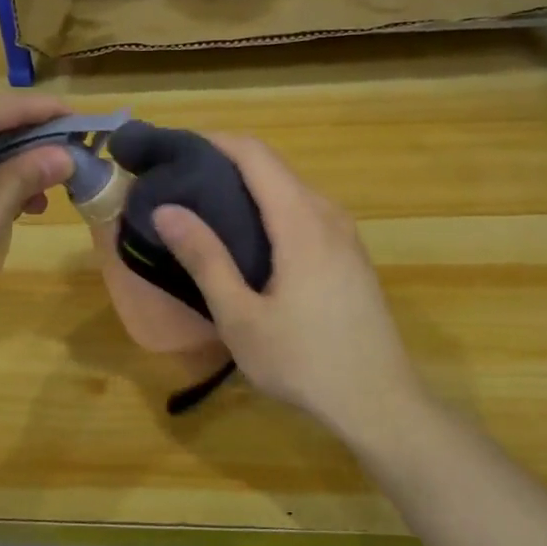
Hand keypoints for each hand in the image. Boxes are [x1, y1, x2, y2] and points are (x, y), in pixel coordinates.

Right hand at [151, 136, 423, 437]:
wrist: (380, 403)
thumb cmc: (304, 361)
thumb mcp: (241, 316)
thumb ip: (205, 258)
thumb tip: (166, 209)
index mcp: (301, 221)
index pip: (256, 155)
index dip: (215, 142)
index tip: (177, 149)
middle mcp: (328, 215)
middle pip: (275, 168)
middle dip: (227, 164)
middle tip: (182, 183)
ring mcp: (346, 236)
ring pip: (292, 191)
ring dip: (251, 189)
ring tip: (207, 210)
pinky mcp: (351, 257)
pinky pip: (307, 213)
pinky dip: (272, 211)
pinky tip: (250, 241)